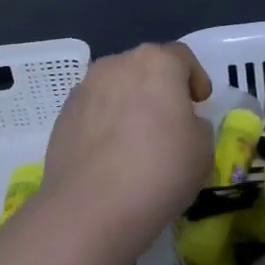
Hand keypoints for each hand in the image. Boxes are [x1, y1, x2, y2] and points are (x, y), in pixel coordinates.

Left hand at [40, 43, 212, 252]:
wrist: (91, 207)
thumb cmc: (160, 169)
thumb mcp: (202, 149)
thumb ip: (196, 125)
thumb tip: (181, 123)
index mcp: (156, 62)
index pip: (182, 57)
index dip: (195, 77)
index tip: (199, 101)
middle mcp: (116, 65)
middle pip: (145, 68)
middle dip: (159, 89)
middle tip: (171, 121)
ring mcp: (84, 89)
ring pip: (116, 89)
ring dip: (129, 105)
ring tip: (138, 141)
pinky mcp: (62, 117)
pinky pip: (94, 112)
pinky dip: (105, 125)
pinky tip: (111, 157)